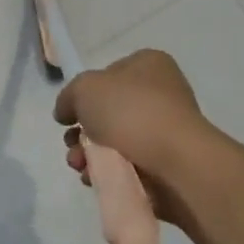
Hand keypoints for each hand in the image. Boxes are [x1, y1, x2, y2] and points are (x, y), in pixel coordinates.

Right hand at [53, 50, 219, 231]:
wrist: (176, 162)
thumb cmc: (130, 112)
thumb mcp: (84, 89)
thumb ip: (68, 97)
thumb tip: (66, 113)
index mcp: (149, 65)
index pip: (109, 73)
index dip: (85, 93)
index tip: (70, 113)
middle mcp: (161, 94)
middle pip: (108, 112)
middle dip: (82, 132)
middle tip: (71, 142)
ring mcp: (166, 130)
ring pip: (114, 141)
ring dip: (89, 154)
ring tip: (80, 166)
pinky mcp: (167, 164)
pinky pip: (128, 165)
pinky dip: (108, 172)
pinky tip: (95, 178)